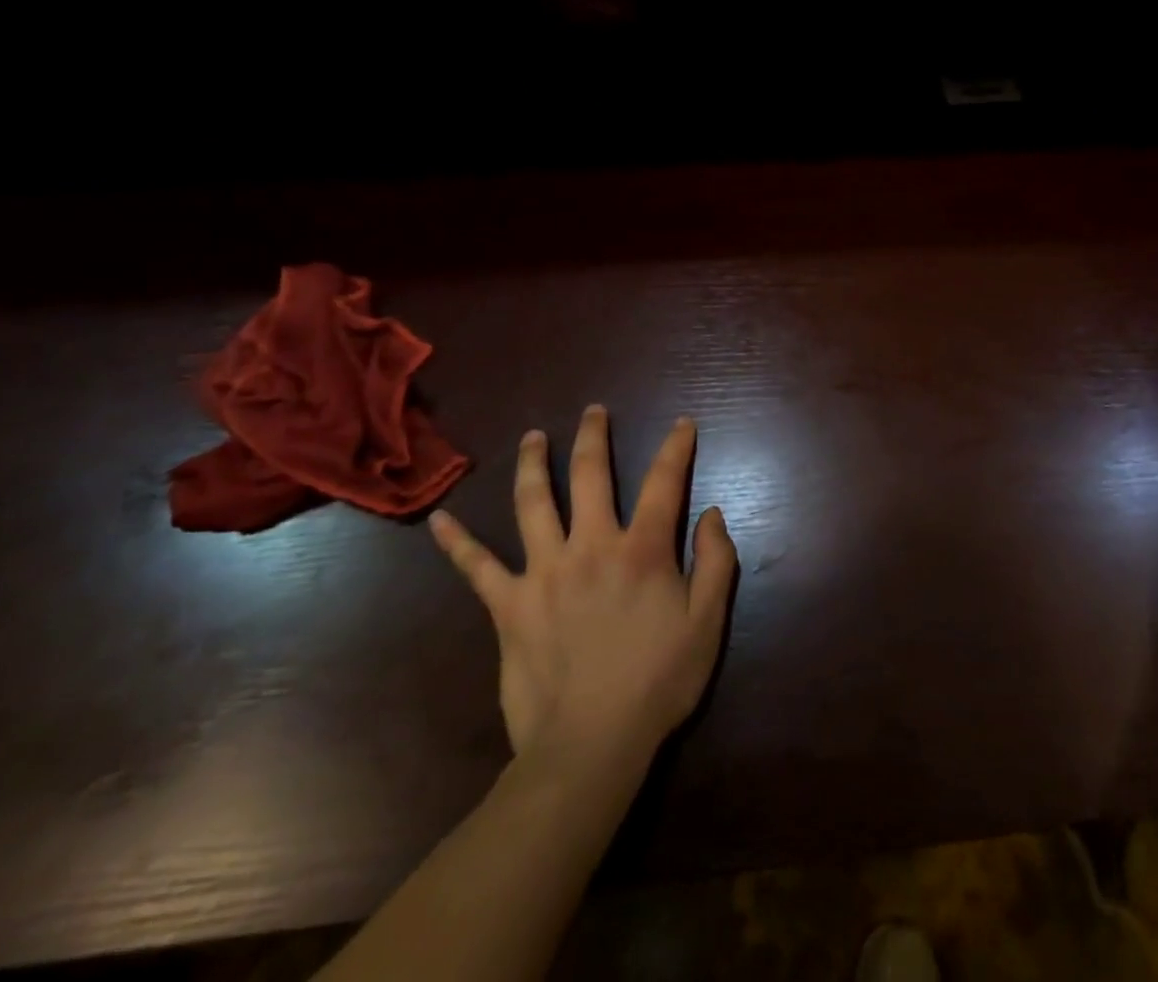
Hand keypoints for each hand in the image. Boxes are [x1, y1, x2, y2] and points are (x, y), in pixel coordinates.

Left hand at [428, 406, 737, 779]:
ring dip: (534, 464)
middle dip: (594, 436)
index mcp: (642, 550)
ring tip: (533, 436)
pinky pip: (477, 568)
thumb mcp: (707, 623)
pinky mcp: (508, 605)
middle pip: (590, 475)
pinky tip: (440, 519)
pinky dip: (458, 543)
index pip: (665, 483)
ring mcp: (543, 572)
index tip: (683, 423)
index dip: (677, 448)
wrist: (590, 746)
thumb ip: (716, 562)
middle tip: (594, 411)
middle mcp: (591, 546)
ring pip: (534, 503)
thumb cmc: (657, 683)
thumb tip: (711, 513)